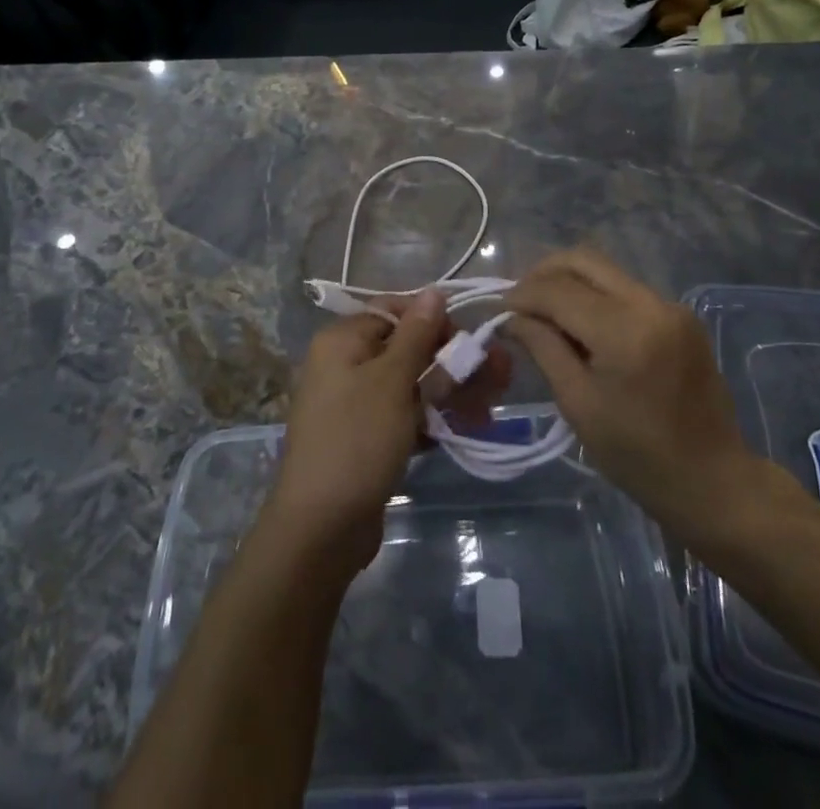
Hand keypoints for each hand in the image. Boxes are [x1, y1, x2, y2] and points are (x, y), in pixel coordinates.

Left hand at [260, 290, 510, 577]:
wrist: (320, 529)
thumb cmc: (357, 440)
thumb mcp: (392, 381)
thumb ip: (417, 334)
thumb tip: (434, 290)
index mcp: (343, 340)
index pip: (396, 311)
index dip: (435, 321)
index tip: (468, 341)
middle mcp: (346, 364)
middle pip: (409, 348)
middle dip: (453, 361)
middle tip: (499, 377)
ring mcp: (356, 403)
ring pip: (411, 383)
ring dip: (450, 391)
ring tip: (488, 409)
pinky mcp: (367, 437)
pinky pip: (405, 414)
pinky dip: (433, 418)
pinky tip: (466, 429)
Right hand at [505, 249, 804, 547]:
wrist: (713, 481)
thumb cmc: (637, 456)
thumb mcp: (578, 404)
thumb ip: (543, 348)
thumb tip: (511, 317)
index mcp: (625, 332)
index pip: (558, 290)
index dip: (522, 295)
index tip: (499, 311)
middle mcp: (651, 304)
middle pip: (583, 260)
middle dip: (543, 274)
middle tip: (519, 302)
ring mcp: (670, 305)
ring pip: (604, 269)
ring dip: (569, 282)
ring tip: (545, 313)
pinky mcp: (680, 314)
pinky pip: (624, 288)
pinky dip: (594, 295)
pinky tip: (580, 324)